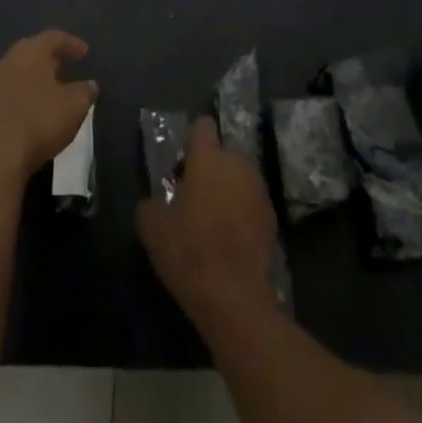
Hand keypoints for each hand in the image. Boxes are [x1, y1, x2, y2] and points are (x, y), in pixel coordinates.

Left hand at [0, 30, 96, 187]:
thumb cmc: (40, 121)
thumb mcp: (75, 106)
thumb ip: (86, 91)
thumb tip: (89, 85)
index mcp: (30, 51)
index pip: (54, 37)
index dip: (72, 43)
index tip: (85, 53)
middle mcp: (8, 60)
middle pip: (33, 51)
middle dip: (51, 59)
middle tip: (67, 67)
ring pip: (19, 71)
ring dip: (36, 77)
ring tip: (53, 90)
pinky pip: (10, 90)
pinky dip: (25, 93)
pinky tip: (35, 109)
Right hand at [137, 117, 277, 328]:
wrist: (234, 296)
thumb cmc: (189, 252)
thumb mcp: (152, 229)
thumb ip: (150, 205)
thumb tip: (153, 203)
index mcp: (208, 158)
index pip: (202, 126)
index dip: (191, 140)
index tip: (182, 164)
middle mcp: (237, 164)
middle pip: (222, 153)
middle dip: (209, 169)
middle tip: (192, 198)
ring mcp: (258, 188)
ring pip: (238, 177)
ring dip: (227, 189)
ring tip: (212, 222)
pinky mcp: (271, 214)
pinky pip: (251, 201)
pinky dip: (241, 212)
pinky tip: (230, 240)